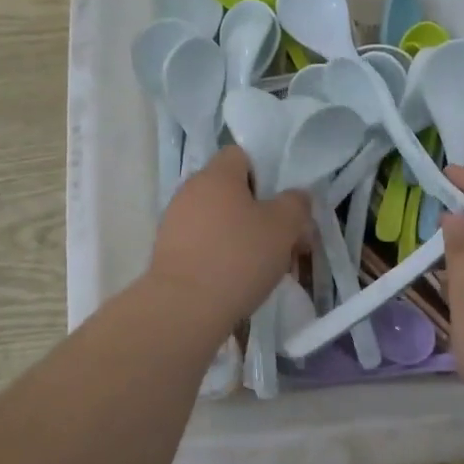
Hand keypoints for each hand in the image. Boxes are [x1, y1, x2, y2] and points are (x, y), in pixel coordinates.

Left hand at [148, 147, 310, 335]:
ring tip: (263, 267)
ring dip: (240, 236)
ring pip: (218, 220)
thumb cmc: (239, 257)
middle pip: (230, 191)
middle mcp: (190, 191)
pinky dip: (221, 256)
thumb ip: (296, 204)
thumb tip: (296, 197)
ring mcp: (174, 222)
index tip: (280, 203)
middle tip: (282, 240)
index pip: (241, 155)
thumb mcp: (284, 227)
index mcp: (217, 175)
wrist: (184, 308)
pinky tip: (237, 281)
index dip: (265, 173)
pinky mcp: (167, 253)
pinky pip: (202, 244)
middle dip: (257, 212)